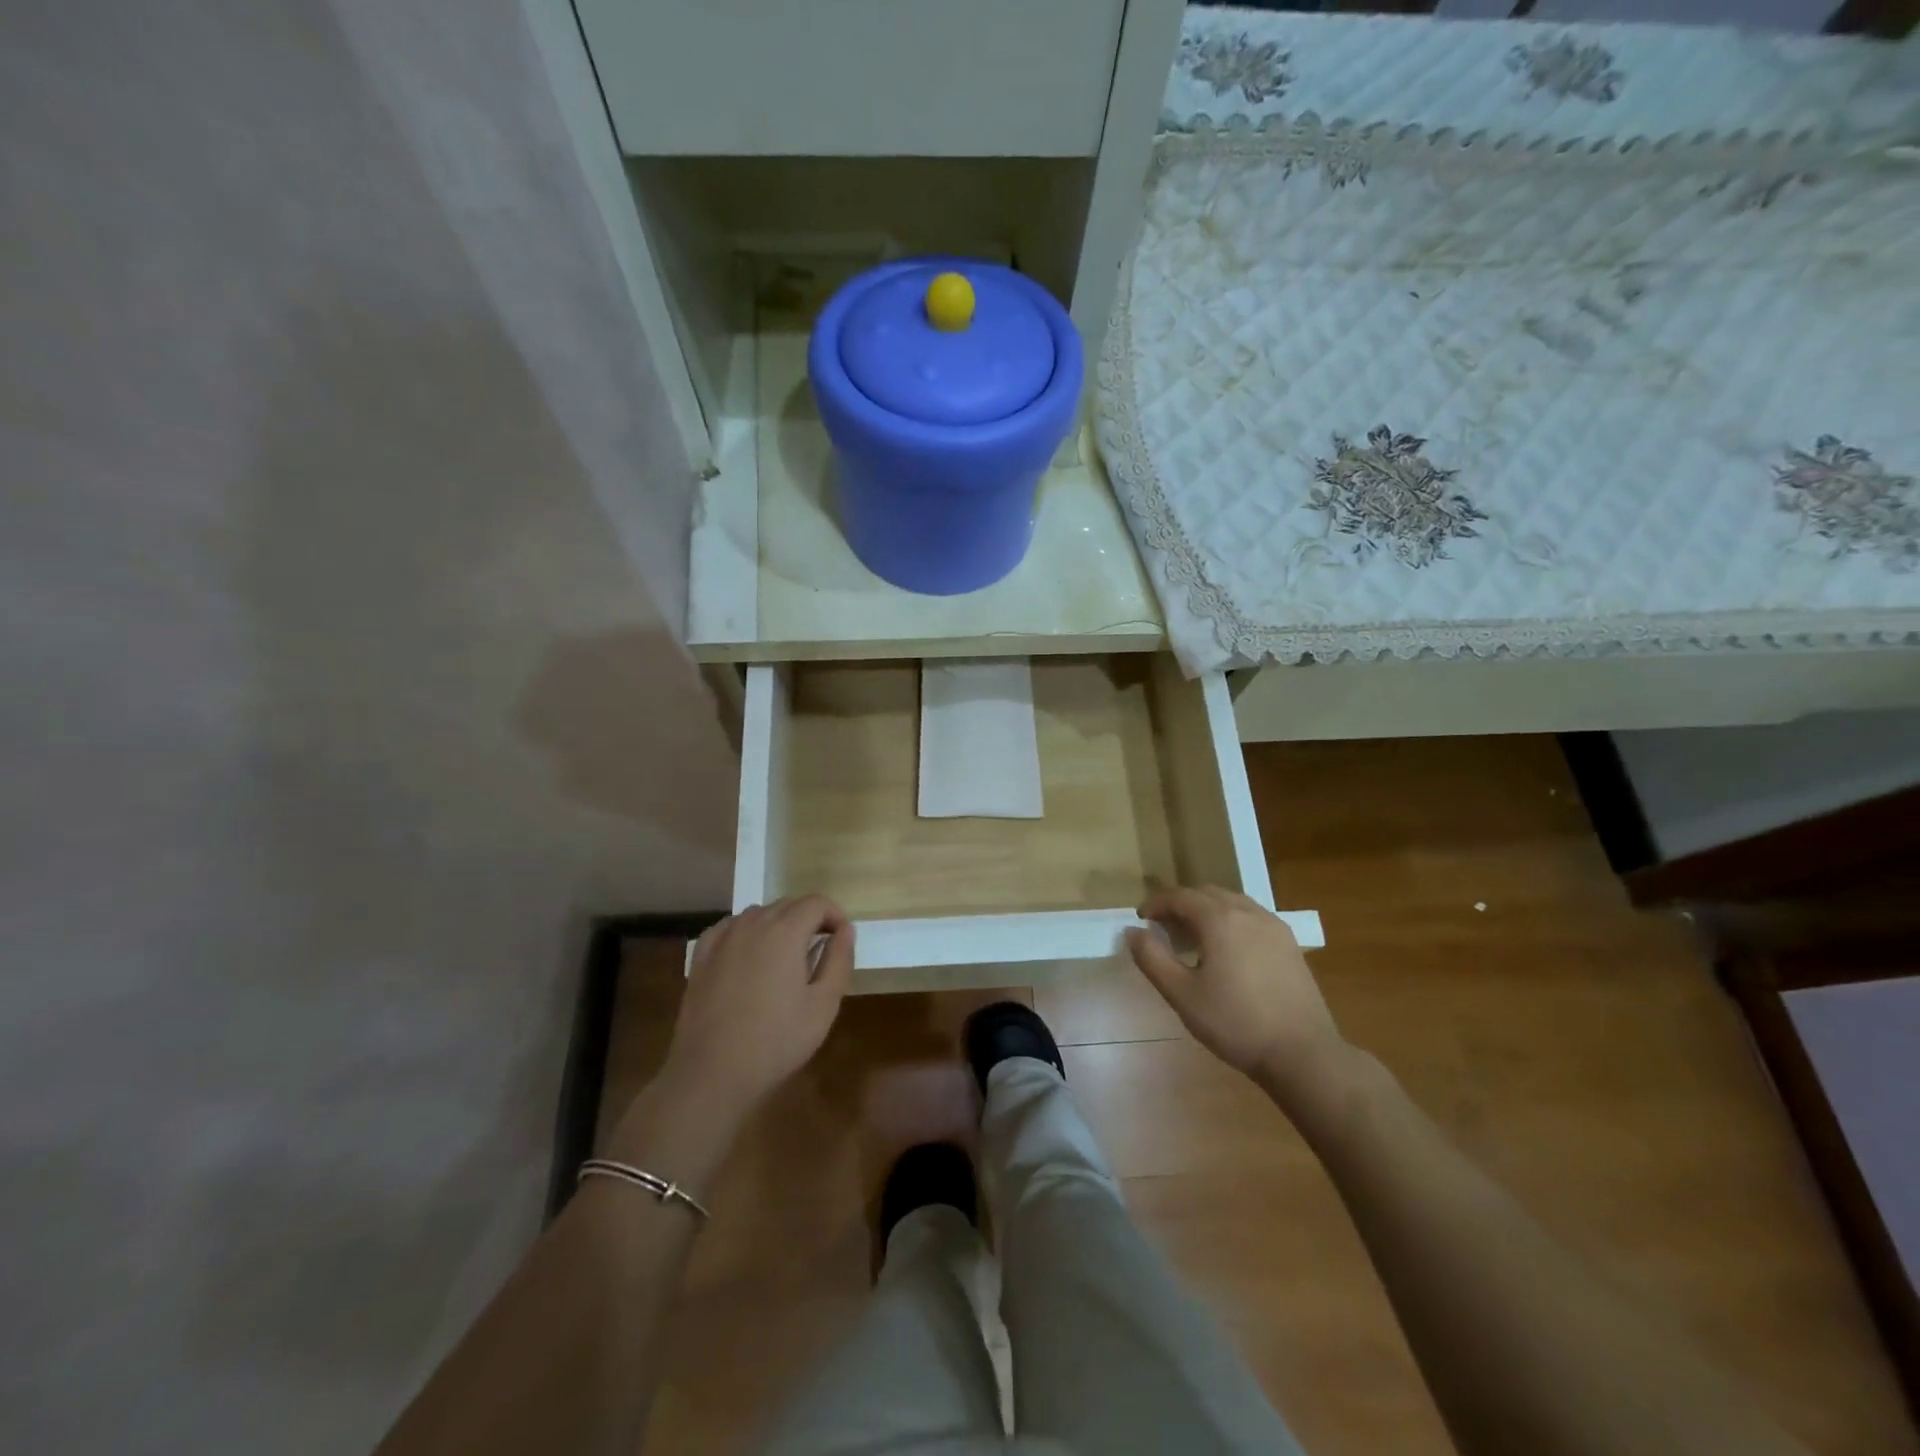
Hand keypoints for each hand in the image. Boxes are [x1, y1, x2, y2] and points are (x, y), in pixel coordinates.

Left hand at [661, 896, 853, 1118]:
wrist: (713, 1073)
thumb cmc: (777, 1041)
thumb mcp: (824, 1004)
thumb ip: (839, 960)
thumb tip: (845, 930)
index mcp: (785, 932)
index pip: (816, 902)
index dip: (834, 915)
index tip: (840, 940)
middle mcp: (752, 924)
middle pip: (788, 904)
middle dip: (809, 918)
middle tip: (819, 951)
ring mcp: (722, 939)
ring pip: (758, 913)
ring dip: (778, 924)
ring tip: (785, 958)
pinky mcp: (701, 957)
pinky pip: (729, 928)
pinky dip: (746, 932)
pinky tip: (749, 956)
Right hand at [1126, 886, 1346, 1094]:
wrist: (1302, 1053)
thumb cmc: (1235, 1023)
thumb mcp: (1182, 994)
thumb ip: (1152, 958)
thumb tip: (1133, 931)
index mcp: (1220, 919)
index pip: (1180, 896)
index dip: (1156, 903)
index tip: (1141, 919)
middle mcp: (1248, 912)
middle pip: (1206, 893)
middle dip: (1180, 904)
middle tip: (1163, 928)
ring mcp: (1273, 926)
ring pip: (1231, 902)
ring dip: (1206, 910)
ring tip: (1193, 937)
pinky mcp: (1289, 944)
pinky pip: (1251, 917)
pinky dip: (1230, 920)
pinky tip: (1227, 949)